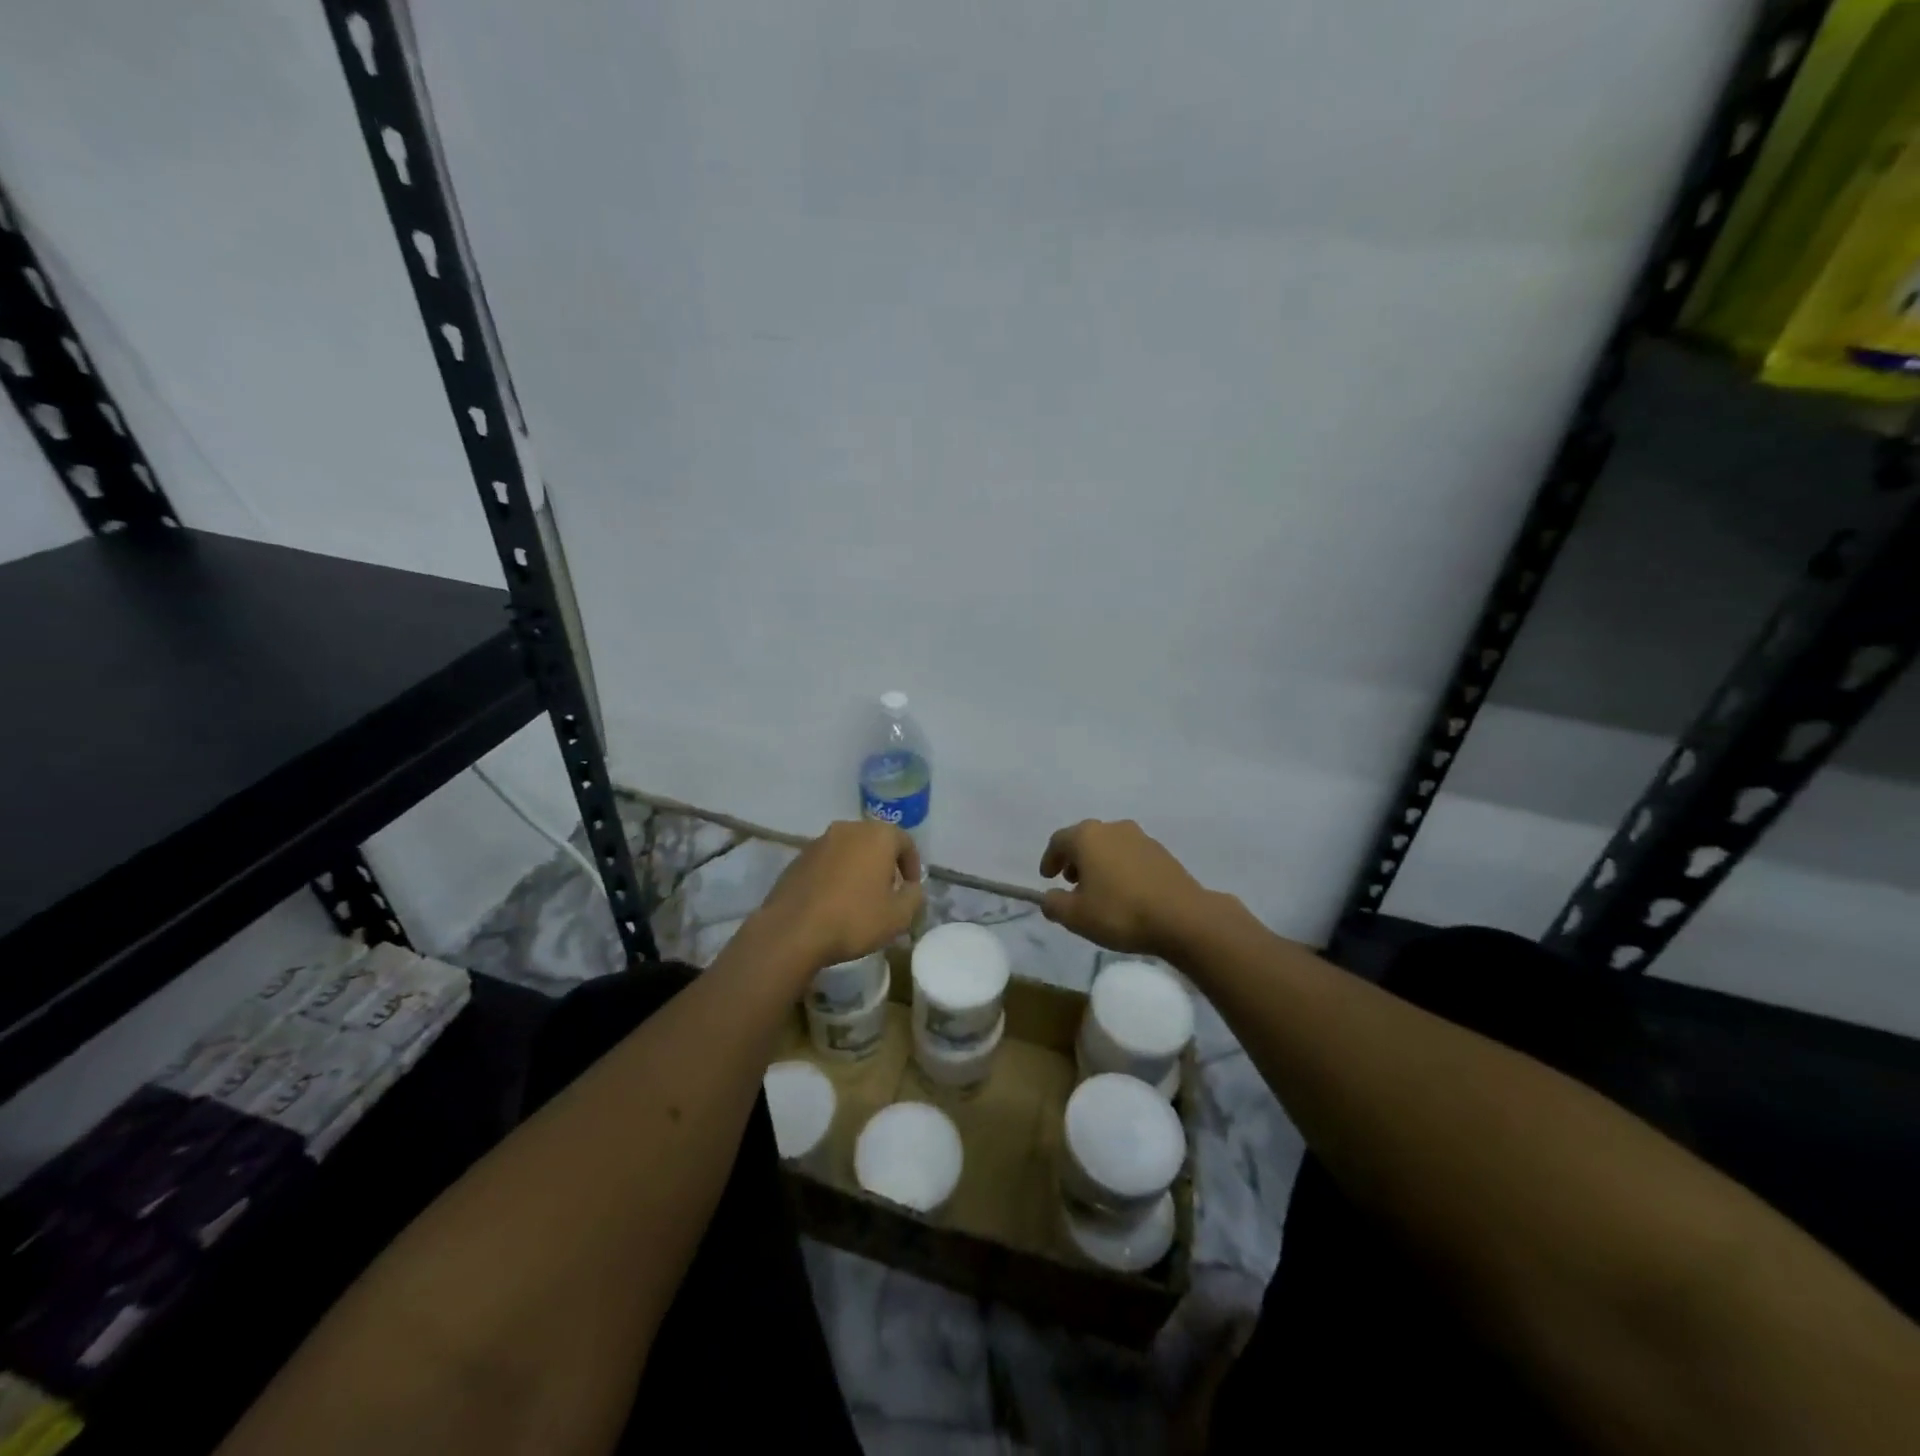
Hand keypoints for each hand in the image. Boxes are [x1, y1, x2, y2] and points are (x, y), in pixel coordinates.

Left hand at [755, 820, 923, 969]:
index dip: (912, 866)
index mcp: (877, 835)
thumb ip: (914, 896)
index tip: (911, 889)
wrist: (793, 931)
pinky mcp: (798, 858)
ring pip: (849, 850)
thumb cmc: (854, 919)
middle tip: (888, 891)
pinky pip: (827, 862)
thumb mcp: (899, 916)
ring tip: (860, 898)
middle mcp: (848, 829)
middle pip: (875, 842)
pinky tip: (833, 902)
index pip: (905, 842)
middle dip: (885, 864)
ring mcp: (819, 841)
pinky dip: (836, 875)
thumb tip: (911, 888)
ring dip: (859, 868)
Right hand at [1038, 819, 1213, 957]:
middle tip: (1071, 882)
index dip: (1050, 859)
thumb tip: (1049, 897)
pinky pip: (1130, 856)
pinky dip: (1120, 868)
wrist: (1182, 918)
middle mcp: (1113, 828)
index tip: (1048, 877)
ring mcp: (1141, 838)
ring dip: (1099, 863)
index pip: (1059, 841)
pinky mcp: (1162, 852)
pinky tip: (1125, 892)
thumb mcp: (1076, 916)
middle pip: (1085, 839)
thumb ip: (1054, 904)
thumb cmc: (1120, 912)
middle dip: (1075, 859)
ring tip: (1099, 889)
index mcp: (1087, 836)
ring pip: (1110, 846)